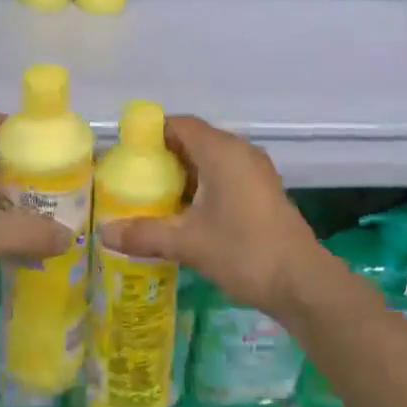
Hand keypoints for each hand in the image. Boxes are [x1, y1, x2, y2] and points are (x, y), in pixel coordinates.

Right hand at [97, 115, 330, 319]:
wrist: (302, 282)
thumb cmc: (244, 251)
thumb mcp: (188, 243)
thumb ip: (145, 234)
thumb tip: (104, 233)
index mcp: (221, 151)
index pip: (179, 124)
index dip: (151, 134)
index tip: (126, 156)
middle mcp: (240, 152)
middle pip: (194, 140)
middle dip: (163, 158)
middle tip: (134, 182)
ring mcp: (255, 171)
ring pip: (210, 160)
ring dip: (184, 175)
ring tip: (154, 200)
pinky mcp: (263, 191)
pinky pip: (225, 175)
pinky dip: (203, 186)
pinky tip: (187, 214)